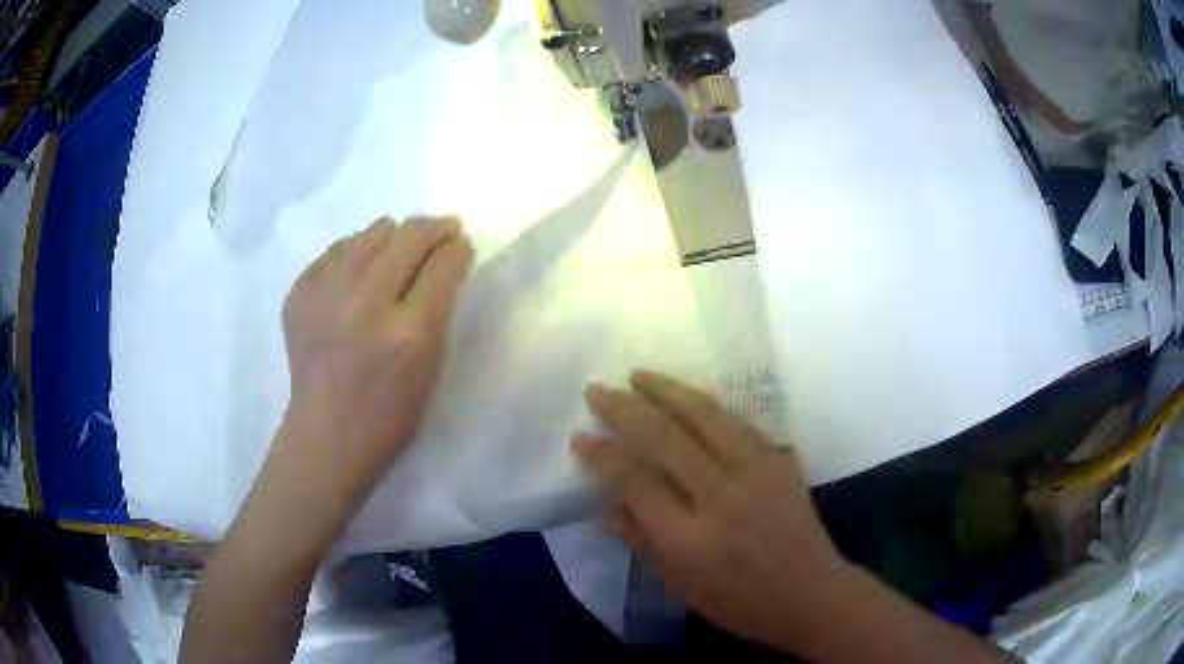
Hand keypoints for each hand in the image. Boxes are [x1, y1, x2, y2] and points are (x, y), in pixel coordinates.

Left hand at [279, 216, 472, 511]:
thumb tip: (448, 259)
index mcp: (409, 332)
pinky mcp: (299, 294)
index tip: (460, 244)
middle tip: (442, 231)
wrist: (327, 434)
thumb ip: (441, 307)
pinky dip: (355, 253)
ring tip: (400, 246)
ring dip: (394, 235)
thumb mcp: (431, 365)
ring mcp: (326, 296)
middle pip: (408, 238)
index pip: (443, 264)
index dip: (457, 247)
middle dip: (433, 229)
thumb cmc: (391, 414)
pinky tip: (361, 268)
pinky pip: (336, 251)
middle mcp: (366, 304)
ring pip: (371, 234)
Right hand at [572, 370, 847, 649]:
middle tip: (598, 390)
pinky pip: (738, 422)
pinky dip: (707, 406)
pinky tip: (688, 396)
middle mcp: (722, 496)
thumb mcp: (680, 585)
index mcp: (690, 538)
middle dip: (625, 409)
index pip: (637, 481)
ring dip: (667, 391)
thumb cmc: (739, 602)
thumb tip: (607, 504)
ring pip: (705, 417)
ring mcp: (757, 472)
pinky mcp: (780, 461)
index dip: (604, 455)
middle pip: (666, 438)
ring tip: (638, 375)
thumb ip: (642, 541)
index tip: (580, 436)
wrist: (810, 594)